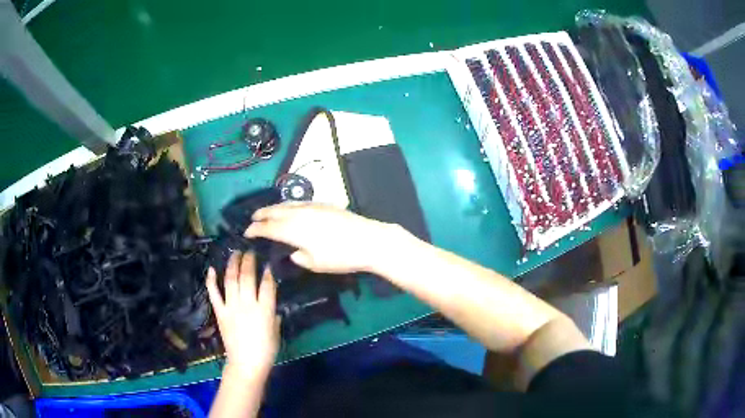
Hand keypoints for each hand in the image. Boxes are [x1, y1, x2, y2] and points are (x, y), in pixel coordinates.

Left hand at [206, 252, 279, 381]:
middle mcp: (247, 304)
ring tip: (235, 253)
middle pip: (247, 277)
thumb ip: (274, 316)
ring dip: (233, 264)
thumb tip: (272, 306)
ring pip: (231, 280)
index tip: (268, 263)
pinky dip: (212, 280)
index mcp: (265, 310)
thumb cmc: (266, 350)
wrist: (246, 364)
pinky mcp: (220, 312)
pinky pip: (214, 294)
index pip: (267, 285)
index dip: (268, 272)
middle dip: (249, 261)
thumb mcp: (276, 332)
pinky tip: (212, 269)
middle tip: (250, 251)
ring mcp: (231, 307)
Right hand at [245, 203, 397, 273]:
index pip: (268, 228)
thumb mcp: (316, 264)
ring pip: (286, 204)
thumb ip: (300, 257)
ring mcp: (312, 206)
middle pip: (274, 211)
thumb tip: (293, 252)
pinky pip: (299, 202)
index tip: (246, 233)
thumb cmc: (341, 256)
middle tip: (252, 219)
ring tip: (267, 212)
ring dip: (274, 208)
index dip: (255, 230)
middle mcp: (299, 214)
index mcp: (293, 230)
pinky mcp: (324, 204)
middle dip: (261, 215)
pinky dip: (288, 205)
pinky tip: (290, 209)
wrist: (369, 240)